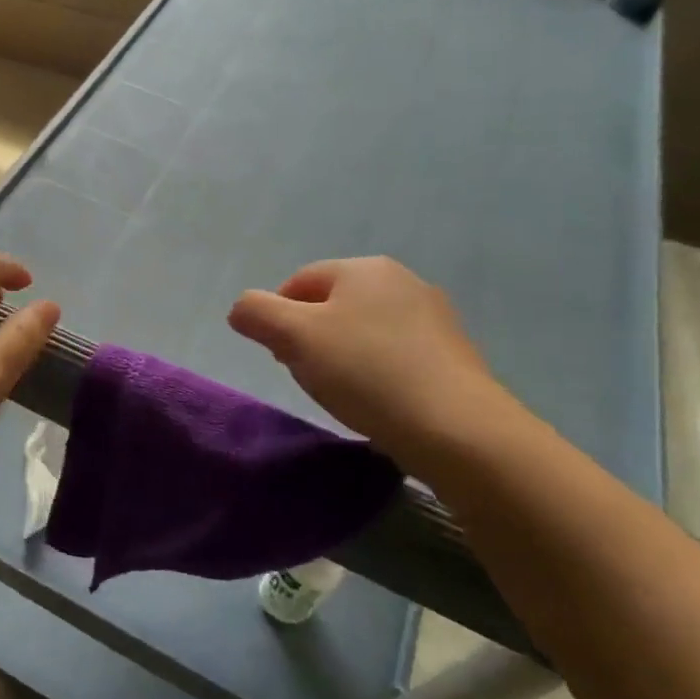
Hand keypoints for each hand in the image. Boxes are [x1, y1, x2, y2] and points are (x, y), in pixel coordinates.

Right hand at [228, 256, 510, 468]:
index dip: (277, 319)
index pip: (298, 282)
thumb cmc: (365, 372)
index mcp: (364, 269)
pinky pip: (393, 355)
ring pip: (361, 331)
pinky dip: (374, 373)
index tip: (281, 357)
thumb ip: (255, 312)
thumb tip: (242, 309)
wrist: (457, 429)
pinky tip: (375, 401)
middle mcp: (403, 281)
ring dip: (340, 357)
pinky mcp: (452, 354)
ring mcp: (433, 317)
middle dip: (308, 339)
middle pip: (330, 306)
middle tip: (307, 376)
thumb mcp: (292, 336)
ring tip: (342, 393)